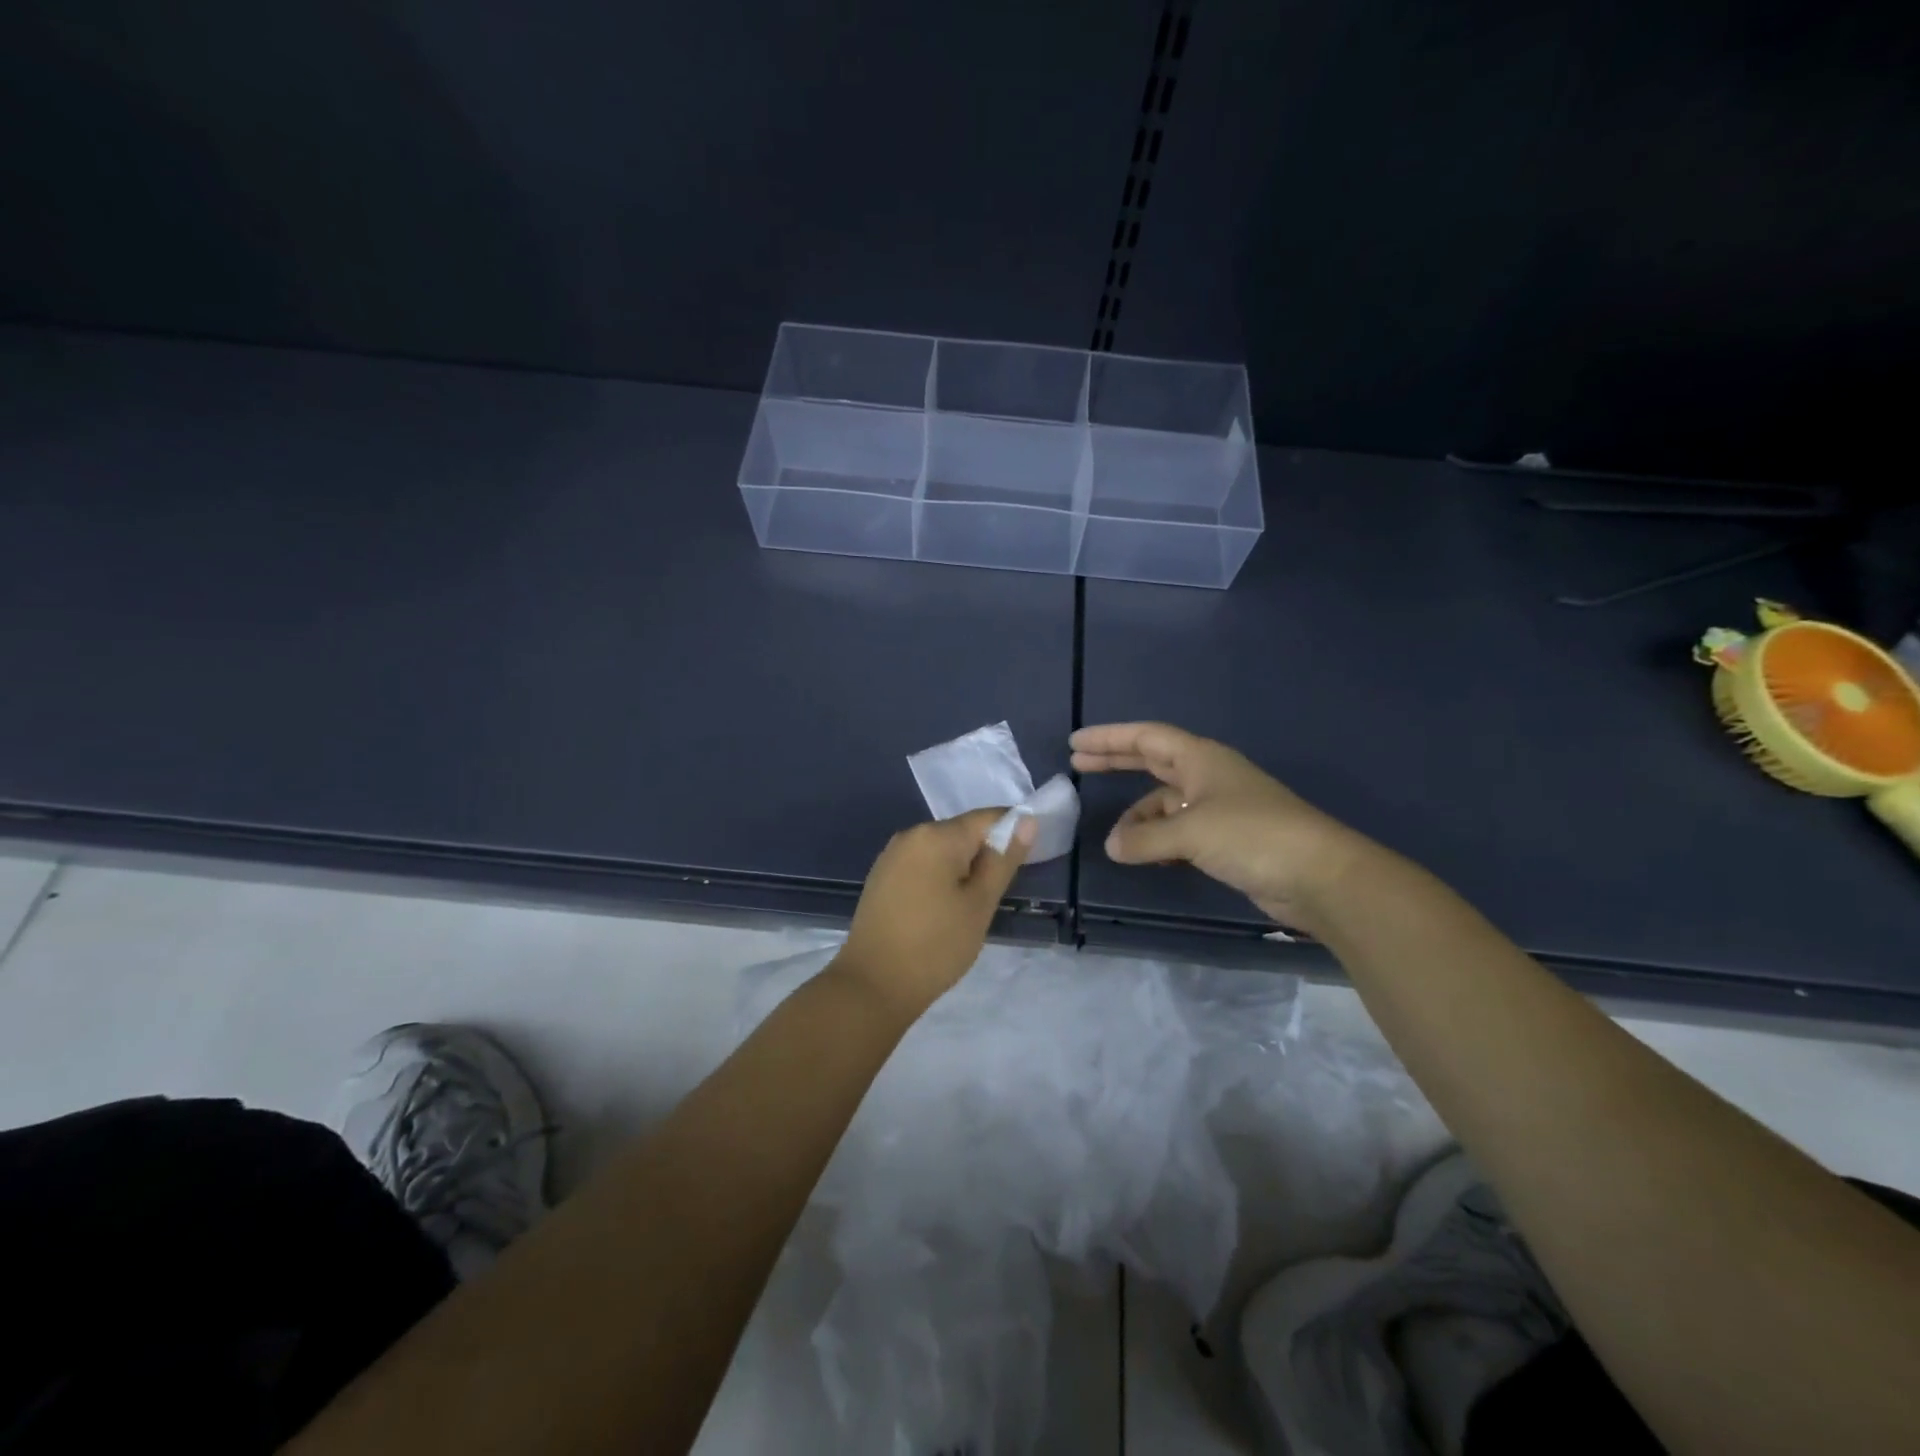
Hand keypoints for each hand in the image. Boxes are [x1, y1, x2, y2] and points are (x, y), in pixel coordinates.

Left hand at [831, 808, 1035, 1019]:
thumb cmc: (935, 945)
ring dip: (963, 869)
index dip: (1013, 833)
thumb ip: (1003, 860)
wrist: (872, 985)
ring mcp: (892, 854)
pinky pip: (922, 864)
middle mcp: (911, 834)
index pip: (988, 817)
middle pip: (963, 832)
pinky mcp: (882, 875)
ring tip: (971, 907)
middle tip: (997, 895)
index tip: (1026, 864)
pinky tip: (942, 909)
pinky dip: (940, 877)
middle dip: (985, 855)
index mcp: (937, 835)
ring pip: (942, 850)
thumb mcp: (980, 904)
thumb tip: (1027, 821)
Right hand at [1070, 721, 1368, 931]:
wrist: (1319, 876)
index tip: (1076, 743)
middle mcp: (1208, 777)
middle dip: (1116, 762)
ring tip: (1116, 839)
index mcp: (1201, 759)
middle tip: (1078, 765)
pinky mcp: (1227, 838)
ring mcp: (1219, 808)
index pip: (1146, 737)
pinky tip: (1146, 854)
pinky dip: (1158, 838)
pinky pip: (1179, 830)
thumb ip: (1145, 838)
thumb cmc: (1253, 837)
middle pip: (1153, 761)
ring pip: (1165, 802)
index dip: (1110, 738)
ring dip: (1138, 816)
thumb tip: (1112, 845)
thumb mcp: (1190, 832)